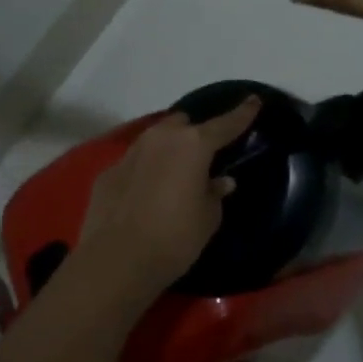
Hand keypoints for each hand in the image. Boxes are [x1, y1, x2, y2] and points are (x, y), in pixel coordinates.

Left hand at [75, 96, 261, 302]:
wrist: (115, 262)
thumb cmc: (174, 238)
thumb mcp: (208, 218)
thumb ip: (215, 193)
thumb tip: (221, 181)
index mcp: (193, 145)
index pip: (226, 123)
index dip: (242, 113)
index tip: (254, 99)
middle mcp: (161, 138)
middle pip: (183, 124)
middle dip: (193, 134)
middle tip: (202, 157)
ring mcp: (131, 152)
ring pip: (155, 139)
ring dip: (167, 151)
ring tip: (173, 176)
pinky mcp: (108, 172)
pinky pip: (134, 164)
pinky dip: (143, 173)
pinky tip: (144, 197)